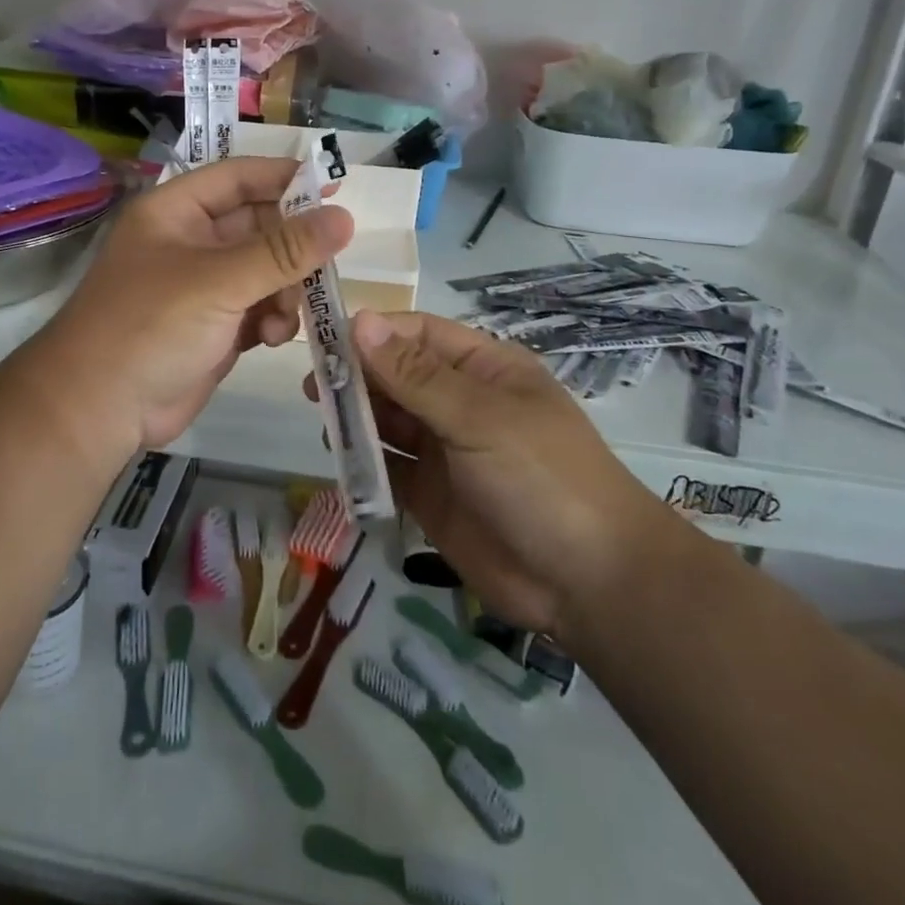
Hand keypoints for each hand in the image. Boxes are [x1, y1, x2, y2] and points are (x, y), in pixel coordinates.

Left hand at [34, 158, 351, 467]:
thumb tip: (345, 217)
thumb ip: (284, 251)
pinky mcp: (215, 326)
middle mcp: (190, 242)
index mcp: (176, 212)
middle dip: (291, 247)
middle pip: (258, 226)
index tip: (336, 186)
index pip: (239, 177)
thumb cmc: (150, 326)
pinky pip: (260, 308)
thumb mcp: (219, 281)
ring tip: (284, 317)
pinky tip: (271, 338)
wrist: (99, 409)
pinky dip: (273, 319)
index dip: (286, 178)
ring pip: (266, 271)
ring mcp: (203, 287)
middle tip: (326, 263)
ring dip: (285, 290)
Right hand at [337, 311, 671, 639]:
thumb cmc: (542, 477)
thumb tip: (359, 321)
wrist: (590, 583)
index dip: (373, 333)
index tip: (324, 341)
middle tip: (314, 387)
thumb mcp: (479, 418)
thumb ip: (414, 375)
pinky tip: (339, 460)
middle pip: (396, 375)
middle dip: (358, 377)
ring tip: (323, 422)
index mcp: (482, 368)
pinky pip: (388, 467)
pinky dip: (363, 462)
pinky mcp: (430, 495)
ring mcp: (444, 449)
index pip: (417, 334)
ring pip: (388, 420)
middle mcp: (459, 402)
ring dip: (356, 418)